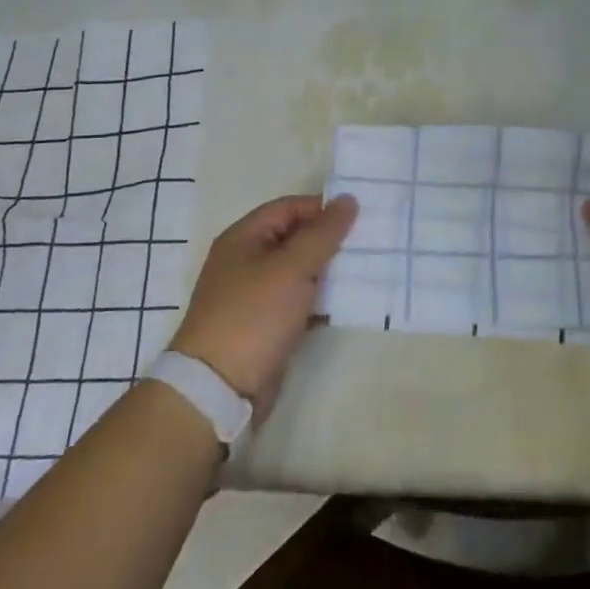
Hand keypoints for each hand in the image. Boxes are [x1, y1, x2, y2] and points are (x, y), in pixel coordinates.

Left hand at [170, 193, 357, 406]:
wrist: (218, 389)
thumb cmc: (253, 316)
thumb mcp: (292, 267)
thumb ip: (323, 233)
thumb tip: (348, 199)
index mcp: (244, 238)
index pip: (289, 208)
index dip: (323, 209)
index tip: (360, 217)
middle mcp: (247, 261)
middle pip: (296, 239)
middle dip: (331, 241)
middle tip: (371, 243)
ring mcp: (256, 296)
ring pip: (301, 272)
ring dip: (331, 272)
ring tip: (369, 270)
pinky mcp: (267, 325)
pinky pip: (300, 302)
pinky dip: (322, 301)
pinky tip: (351, 304)